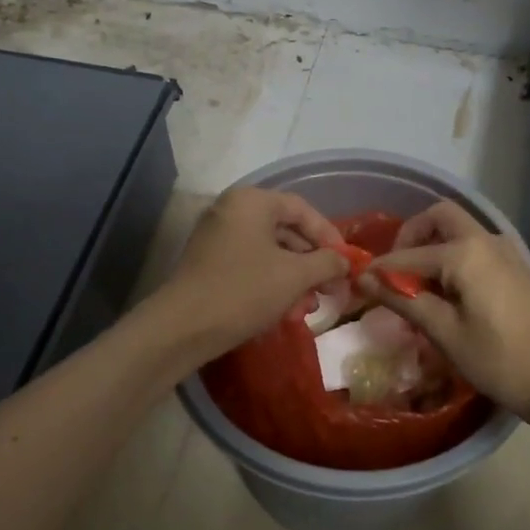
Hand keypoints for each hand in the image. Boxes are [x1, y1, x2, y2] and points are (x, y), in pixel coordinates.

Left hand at [154, 187, 347, 362]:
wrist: (182, 328)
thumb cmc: (244, 291)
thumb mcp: (294, 276)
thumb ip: (326, 262)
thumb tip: (345, 261)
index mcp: (251, 202)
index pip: (301, 209)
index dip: (329, 235)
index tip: (346, 262)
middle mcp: (231, 211)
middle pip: (285, 230)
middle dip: (312, 263)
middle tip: (332, 289)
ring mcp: (217, 237)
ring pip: (269, 252)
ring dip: (294, 278)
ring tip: (309, 307)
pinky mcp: (209, 263)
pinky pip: (250, 265)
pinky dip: (271, 283)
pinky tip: (285, 311)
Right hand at [361, 200, 529, 425]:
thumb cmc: (500, 360)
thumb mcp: (444, 333)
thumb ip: (403, 299)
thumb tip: (365, 279)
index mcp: (465, 253)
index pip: (408, 256)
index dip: (379, 270)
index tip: (357, 285)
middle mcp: (486, 241)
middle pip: (439, 218)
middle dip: (410, 237)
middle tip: (394, 272)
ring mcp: (506, 253)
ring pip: (460, 231)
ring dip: (433, 246)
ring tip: (417, 287)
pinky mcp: (516, 269)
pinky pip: (476, 249)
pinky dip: (454, 258)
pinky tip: (447, 295)